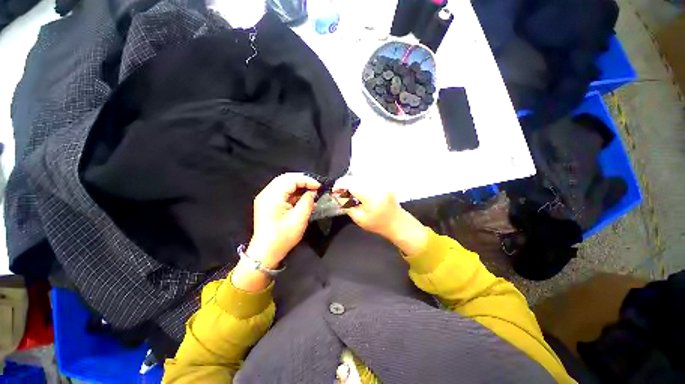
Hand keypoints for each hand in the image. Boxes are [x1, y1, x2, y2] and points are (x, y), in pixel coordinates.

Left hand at [247, 173, 319, 267]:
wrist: (265, 252)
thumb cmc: (283, 237)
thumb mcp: (299, 219)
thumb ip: (307, 202)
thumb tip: (312, 192)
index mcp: (273, 196)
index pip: (291, 179)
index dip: (307, 180)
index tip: (319, 186)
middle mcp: (266, 193)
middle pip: (286, 178)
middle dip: (302, 180)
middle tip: (315, 186)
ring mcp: (265, 198)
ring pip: (283, 184)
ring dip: (298, 185)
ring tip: (310, 191)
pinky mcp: (267, 203)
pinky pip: (281, 191)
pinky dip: (293, 192)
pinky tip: (302, 197)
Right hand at [332, 176, 427, 255]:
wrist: (396, 222)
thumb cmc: (378, 224)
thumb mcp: (359, 218)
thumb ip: (346, 205)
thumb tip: (336, 194)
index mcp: (371, 196)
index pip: (350, 183)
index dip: (338, 186)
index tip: (334, 192)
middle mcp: (377, 185)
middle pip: (353, 177)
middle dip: (344, 185)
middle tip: (341, 195)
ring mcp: (381, 181)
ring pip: (358, 176)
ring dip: (351, 183)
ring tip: (351, 195)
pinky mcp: (382, 181)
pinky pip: (365, 178)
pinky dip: (358, 183)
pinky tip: (359, 192)